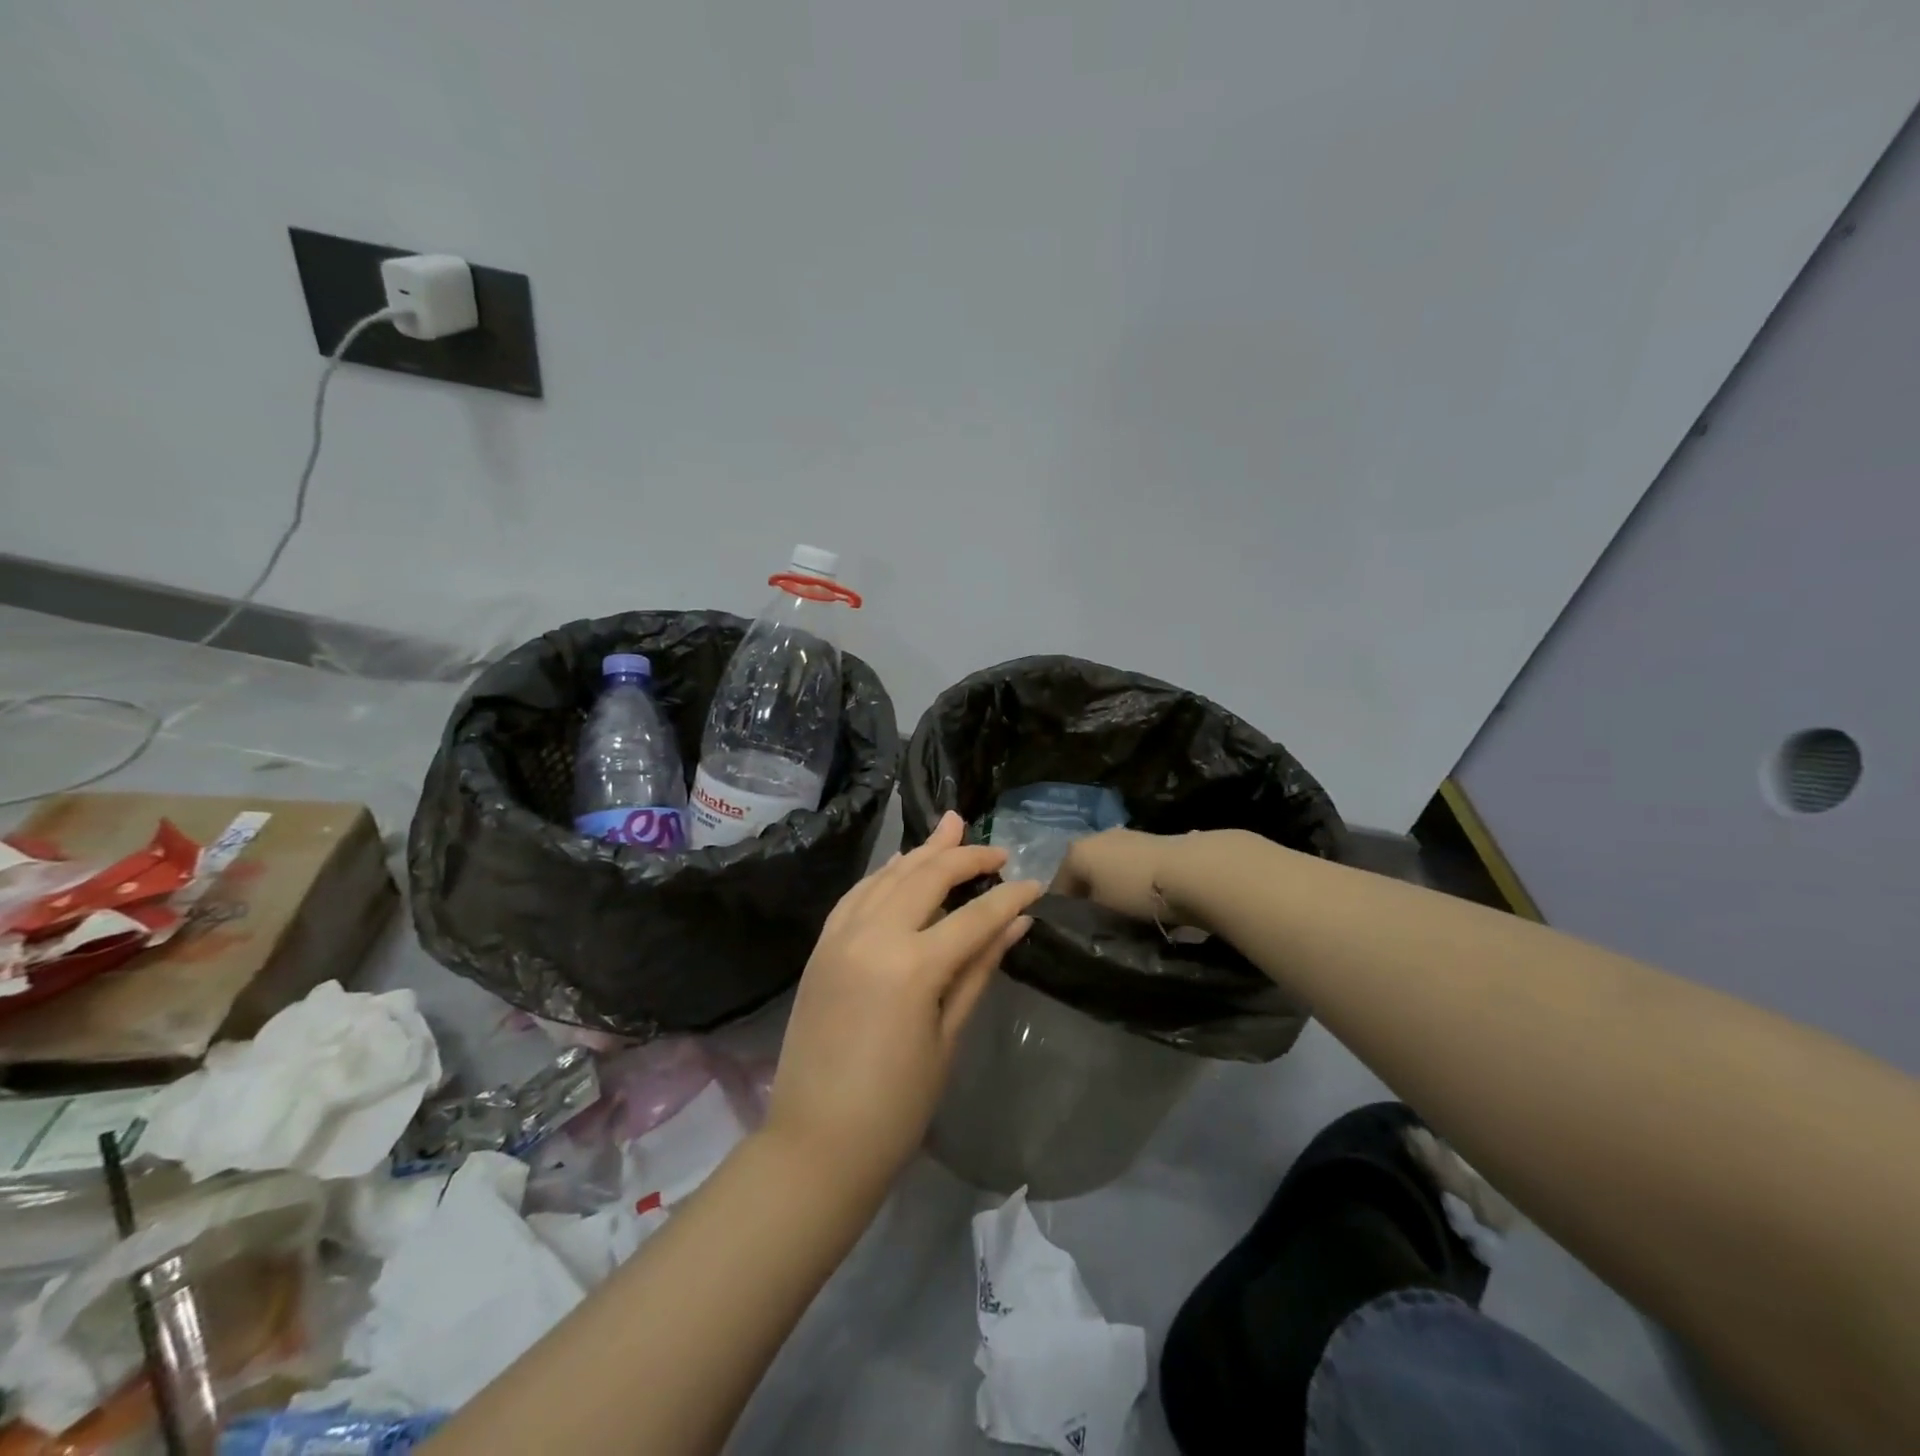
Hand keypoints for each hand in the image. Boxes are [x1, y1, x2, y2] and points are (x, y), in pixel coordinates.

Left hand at [767, 811, 1042, 1190]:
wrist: (816, 1142)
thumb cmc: (896, 1106)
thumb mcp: (948, 1037)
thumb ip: (979, 969)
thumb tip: (1016, 923)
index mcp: (913, 966)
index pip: (974, 915)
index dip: (1010, 897)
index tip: (1035, 885)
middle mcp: (873, 936)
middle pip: (927, 876)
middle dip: (966, 857)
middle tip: (997, 851)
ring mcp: (840, 937)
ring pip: (888, 875)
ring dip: (923, 852)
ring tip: (952, 828)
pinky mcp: (821, 947)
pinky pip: (856, 895)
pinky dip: (883, 874)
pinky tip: (901, 865)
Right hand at [1051, 827, 1213, 926]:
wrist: (1193, 871)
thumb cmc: (1135, 891)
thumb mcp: (1100, 911)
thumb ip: (1082, 916)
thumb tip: (1079, 922)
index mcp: (1076, 852)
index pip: (1057, 888)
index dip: (1061, 914)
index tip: (1073, 936)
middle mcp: (1097, 837)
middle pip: (1084, 874)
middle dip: (1088, 897)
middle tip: (1098, 926)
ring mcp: (1126, 836)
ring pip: (1109, 869)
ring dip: (1112, 889)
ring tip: (1125, 916)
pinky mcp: (1153, 842)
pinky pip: (1132, 868)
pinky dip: (1133, 883)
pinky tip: (1146, 901)